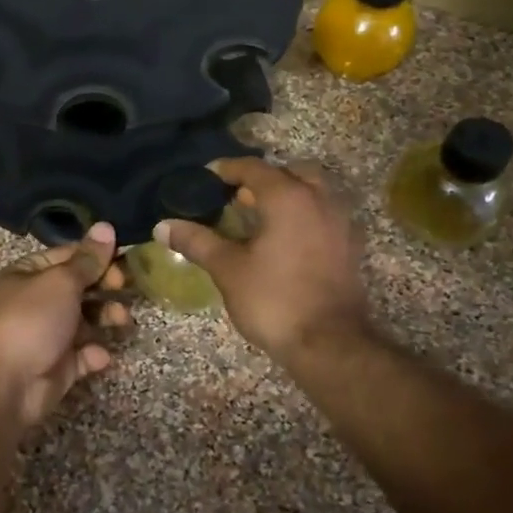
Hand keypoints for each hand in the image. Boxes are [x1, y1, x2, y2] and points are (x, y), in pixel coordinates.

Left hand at [0, 223, 130, 432]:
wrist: (6, 383)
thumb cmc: (32, 319)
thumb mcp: (62, 281)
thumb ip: (88, 259)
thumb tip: (107, 226)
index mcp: (29, 273)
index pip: (69, 256)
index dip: (97, 257)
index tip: (123, 261)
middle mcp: (37, 301)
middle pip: (80, 288)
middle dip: (106, 287)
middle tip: (126, 288)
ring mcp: (48, 335)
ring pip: (86, 321)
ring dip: (106, 318)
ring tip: (122, 320)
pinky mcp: (58, 366)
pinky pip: (84, 355)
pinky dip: (94, 354)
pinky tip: (98, 355)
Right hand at [156, 157, 370, 360]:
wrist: (329, 345)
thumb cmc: (275, 299)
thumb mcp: (228, 269)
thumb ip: (197, 241)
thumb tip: (163, 226)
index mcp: (288, 198)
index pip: (254, 168)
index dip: (227, 169)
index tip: (206, 177)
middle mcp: (320, 200)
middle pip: (292, 172)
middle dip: (264, 178)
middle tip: (237, 196)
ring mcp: (341, 224)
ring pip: (313, 192)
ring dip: (287, 195)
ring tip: (258, 217)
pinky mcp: (349, 247)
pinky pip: (323, 215)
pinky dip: (303, 215)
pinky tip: (283, 240)